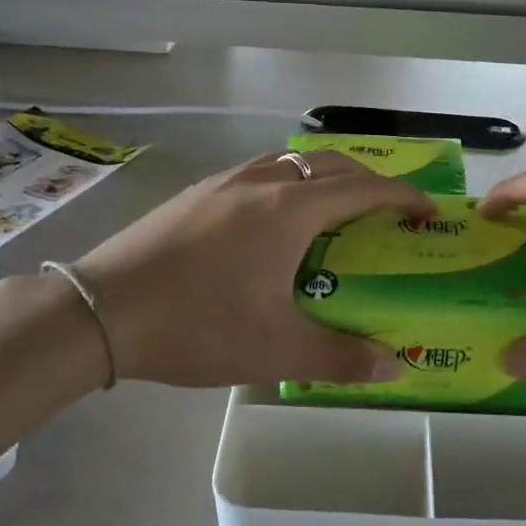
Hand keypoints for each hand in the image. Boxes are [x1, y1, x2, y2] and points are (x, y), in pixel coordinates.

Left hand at [76, 151, 434, 387]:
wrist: (100, 311)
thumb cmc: (197, 324)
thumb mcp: (274, 348)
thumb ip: (340, 356)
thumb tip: (394, 364)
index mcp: (290, 210)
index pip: (364, 188)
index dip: (402, 195)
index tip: (425, 210)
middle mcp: (261, 183)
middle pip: (329, 163)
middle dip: (367, 178)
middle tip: (385, 208)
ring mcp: (222, 182)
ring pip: (289, 160)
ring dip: (322, 174)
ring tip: (332, 208)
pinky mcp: (194, 193)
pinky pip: (257, 172)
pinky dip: (285, 182)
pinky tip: (270, 219)